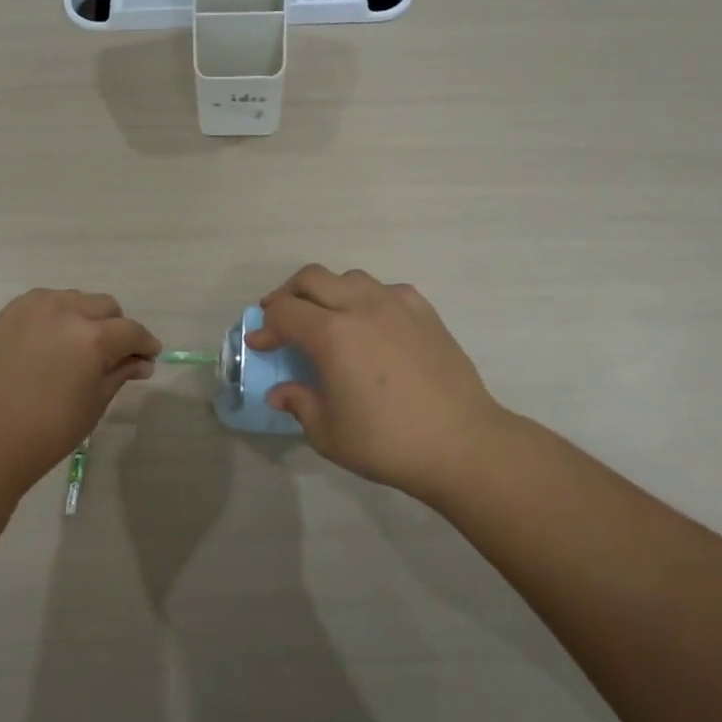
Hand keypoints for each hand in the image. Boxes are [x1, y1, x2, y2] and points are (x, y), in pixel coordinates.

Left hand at [0, 289, 159, 483]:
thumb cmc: (47, 431)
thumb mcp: (94, 403)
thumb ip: (120, 373)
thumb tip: (142, 362)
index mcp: (93, 337)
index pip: (132, 331)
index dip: (145, 344)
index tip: (148, 358)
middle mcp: (66, 311)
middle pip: (106, 306)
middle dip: (117, 328)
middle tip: (114, 355)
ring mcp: (33, 307)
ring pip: (75, 299)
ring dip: (86, 316)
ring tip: (79, 345)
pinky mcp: (8, 312)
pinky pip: (44, 302)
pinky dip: (56, 315)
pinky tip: (51, 340)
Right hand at [248, 265, 518, 504]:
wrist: (462, 443)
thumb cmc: (388, 442)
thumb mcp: (328, 433)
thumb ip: (299, 404)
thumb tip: (281, 393)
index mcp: (332, 335)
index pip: (284, 312)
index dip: (265, 326)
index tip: (260, 344)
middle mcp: (361, 307)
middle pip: (311, 278)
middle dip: (288, 294)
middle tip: (281, 318)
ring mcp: (396, 305)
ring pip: (349, 277)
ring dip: (328, 292)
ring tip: (325, 318)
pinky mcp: (425, 312)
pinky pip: (386, 289)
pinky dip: (366, 298)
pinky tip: (370, 323)